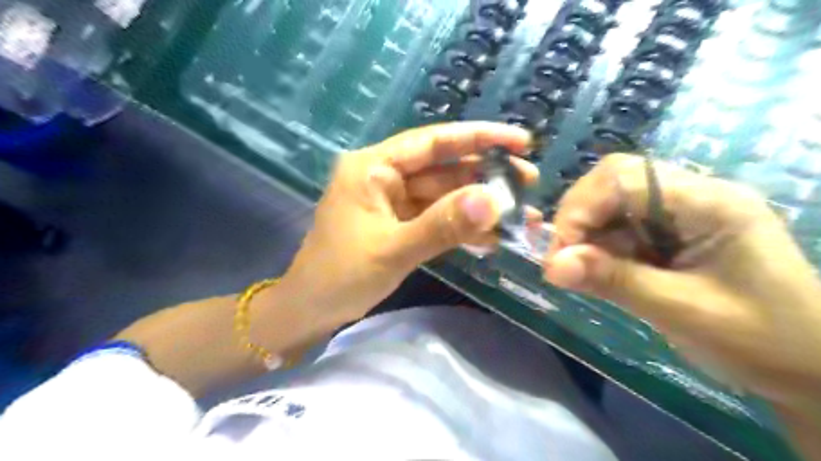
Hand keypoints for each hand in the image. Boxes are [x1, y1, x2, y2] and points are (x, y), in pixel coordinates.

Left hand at [283, 122, 539, 331]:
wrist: (311, 310)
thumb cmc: (341, 275)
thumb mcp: (393, 249)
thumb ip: (443, 225)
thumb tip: (492, 200)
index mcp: (374, 167)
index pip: (432, 142)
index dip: (478, 138)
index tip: (519, 141)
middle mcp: (385, 176)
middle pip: (443, 169)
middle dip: (485, 177)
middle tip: (528, 183)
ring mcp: (393, 202)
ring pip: (444, 196)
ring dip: (478, 206)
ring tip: (520, 215)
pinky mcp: (399, 224)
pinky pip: (436, 219)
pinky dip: (461, 227)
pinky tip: (491, 237)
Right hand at [544, 155, 819, 406]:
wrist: (811, 369)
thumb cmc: (761, 340)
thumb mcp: (683, 312)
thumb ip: (615, 282)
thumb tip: (552, 267)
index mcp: (708, 202)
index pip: (623, 178)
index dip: (580, 210)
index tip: (558, 256)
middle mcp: (690, 197)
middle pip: (613, 183)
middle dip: (578, 218)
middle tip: (560, 261)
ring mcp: (679, 215)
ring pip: (611, 206)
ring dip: (584, 236)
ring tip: (572, 271)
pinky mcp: (669, 236)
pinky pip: (619, 230)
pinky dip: (597, 249)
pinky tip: (592, 272)